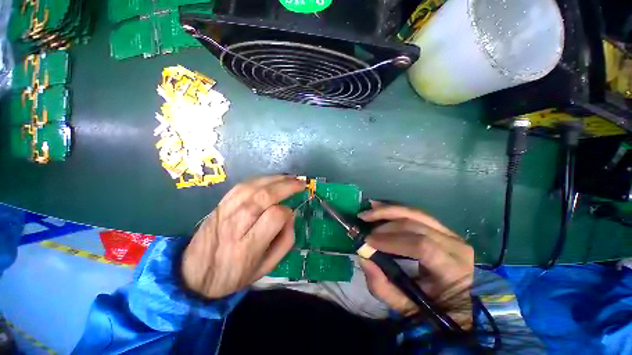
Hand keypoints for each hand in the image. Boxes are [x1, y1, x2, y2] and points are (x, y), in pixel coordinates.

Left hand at [181, 175, 303, 297]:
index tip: (291, 213)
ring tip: (289, 178)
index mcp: (248, 247)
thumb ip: (285, 242)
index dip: (287, 212)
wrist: (193, 276)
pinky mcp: (219, 205)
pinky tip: (270, 179)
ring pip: (253, 187)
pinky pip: (241, 186)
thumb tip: (291, 216)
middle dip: (286, 186)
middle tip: (300, 183)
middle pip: (264, 197)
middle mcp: (235, 226)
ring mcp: (225, 212)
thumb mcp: (266, 268)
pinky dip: (259, 179)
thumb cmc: (234, 275)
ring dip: (274, 179)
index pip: (275, 217)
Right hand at [358, 202, 473, 328]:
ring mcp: (450, 233)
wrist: (459, 302)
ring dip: (388, 210)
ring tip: (368, 212)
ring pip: (415, 213)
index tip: (368, 241)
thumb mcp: (407, 307)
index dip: (392, 241)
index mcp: (453, 269)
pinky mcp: (442, 228)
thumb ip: (383, 287)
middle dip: (385, 222)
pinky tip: (379, 207)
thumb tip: (363, 258)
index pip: (422, 246)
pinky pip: (416, 213)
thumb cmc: (434, 307)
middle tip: (363, 222)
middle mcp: (455, 245)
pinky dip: (395, 209)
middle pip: (416, 224)